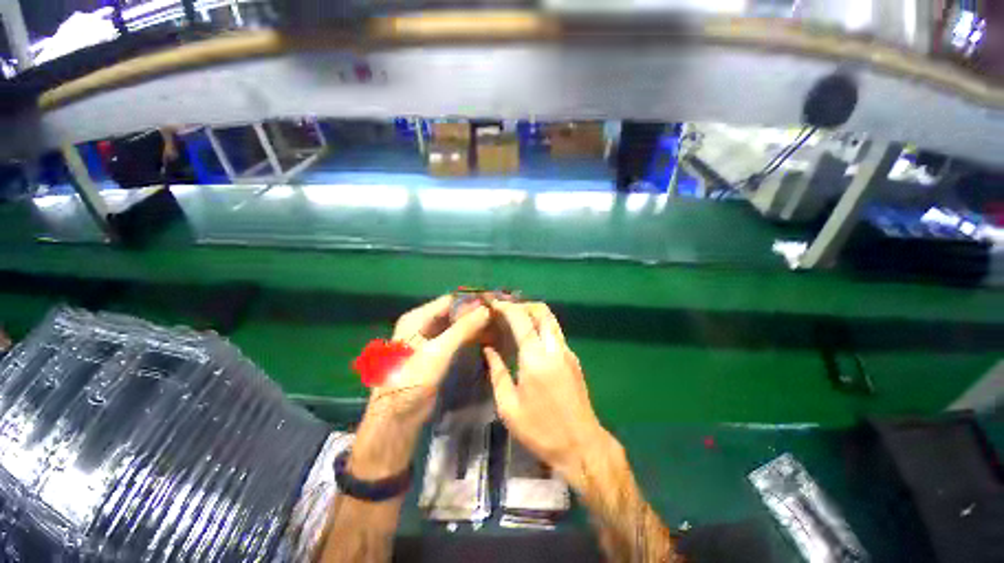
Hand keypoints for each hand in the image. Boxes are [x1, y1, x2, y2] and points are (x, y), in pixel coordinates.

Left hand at [350, 295, 489, 479]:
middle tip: (498, 317)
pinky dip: (469, 336)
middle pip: (453, 312)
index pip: (449, 301)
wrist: (396, 421)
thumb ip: (462, 329)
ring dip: (473, 325)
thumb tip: (486, 309)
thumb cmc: (412, 383)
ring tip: (496, 326)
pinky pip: (454, 338)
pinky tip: (484, 337)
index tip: (495, 304)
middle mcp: (421, 325)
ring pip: (455, 325)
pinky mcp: (434, 353)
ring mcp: (428, 339)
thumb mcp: (438, 353)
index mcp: (416, 319)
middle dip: (474, 313)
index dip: (472, 301)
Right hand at [484, 301, 608, 481]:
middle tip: (506, 309)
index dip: (506, 307)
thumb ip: (497, 372)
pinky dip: (541, 326)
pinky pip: (555, 332)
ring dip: (533, 313)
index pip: (521, 319)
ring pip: (551, 320)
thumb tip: (488, 349)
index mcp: (535, 359)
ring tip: (515, 319)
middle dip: (522, 304)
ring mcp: (567, 352)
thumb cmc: (540, 430)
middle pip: (542, 311)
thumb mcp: (509, 406)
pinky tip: (529, 337)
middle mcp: (554, 348)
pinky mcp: (573, 359)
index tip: (493, 303)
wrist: (581, 445)